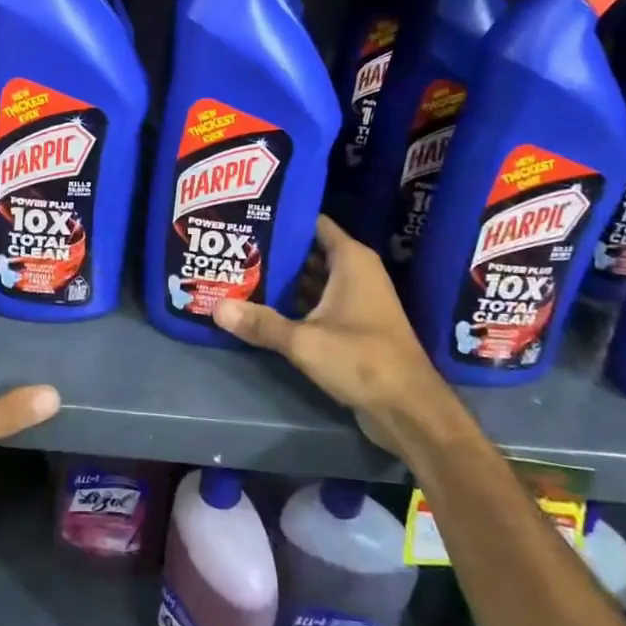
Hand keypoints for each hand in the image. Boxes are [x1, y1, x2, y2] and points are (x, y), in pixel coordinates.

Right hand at [212, 216, 452, 458]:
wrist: (409, 409)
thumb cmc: (362, 359)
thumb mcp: (304, 341)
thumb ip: (261, 323)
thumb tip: (215, 307)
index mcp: (351, 260)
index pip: (313, 223)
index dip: (283, 218)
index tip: (248, 216)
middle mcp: (356, 272)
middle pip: (309, 252)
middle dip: (275, 252)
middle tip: (235, 249)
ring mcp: (357, 300)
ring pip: (313, 280)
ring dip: (283, 281)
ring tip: (240, 275)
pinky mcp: (355, 326)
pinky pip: (319, 304)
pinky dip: (295, 304)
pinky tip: (263, 309)